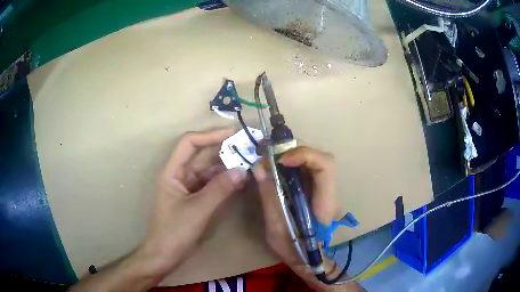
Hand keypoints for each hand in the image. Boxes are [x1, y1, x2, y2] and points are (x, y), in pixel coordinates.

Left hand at [72, 128, 246, 291]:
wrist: (165, 255)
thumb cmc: (175, 231)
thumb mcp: (198, 210)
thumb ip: (220, 189)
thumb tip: (242, 170)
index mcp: (172, 171)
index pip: (189, 143)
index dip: (210, 135)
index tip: (233, 133)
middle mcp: (180, 175)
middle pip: (202, 155)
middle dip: (223, 150)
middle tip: (248, 147)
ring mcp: (188, 187)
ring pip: (209, 170)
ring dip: (226, 166)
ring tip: (248, 161)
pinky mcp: (195, 198)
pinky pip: (211, 184)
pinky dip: (225, 181)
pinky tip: (239, 179)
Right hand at [252, 146, 362, 290]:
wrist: (309, 258)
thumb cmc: (294, 249)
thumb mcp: (276, 227)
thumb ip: (269, 196)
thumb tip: (258, 167)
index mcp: (324, 203)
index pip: (325, 166)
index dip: (304, 155)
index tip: (280, 160)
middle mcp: (329, 191)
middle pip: (320, 157)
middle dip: (294, 149)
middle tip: (268, 152)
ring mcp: (324, 189)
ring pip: (313, 159)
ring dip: (291, 153)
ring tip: (269, 157)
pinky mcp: (316, 189)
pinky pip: (306, 168)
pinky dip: (291, 162)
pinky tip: (276, 166)